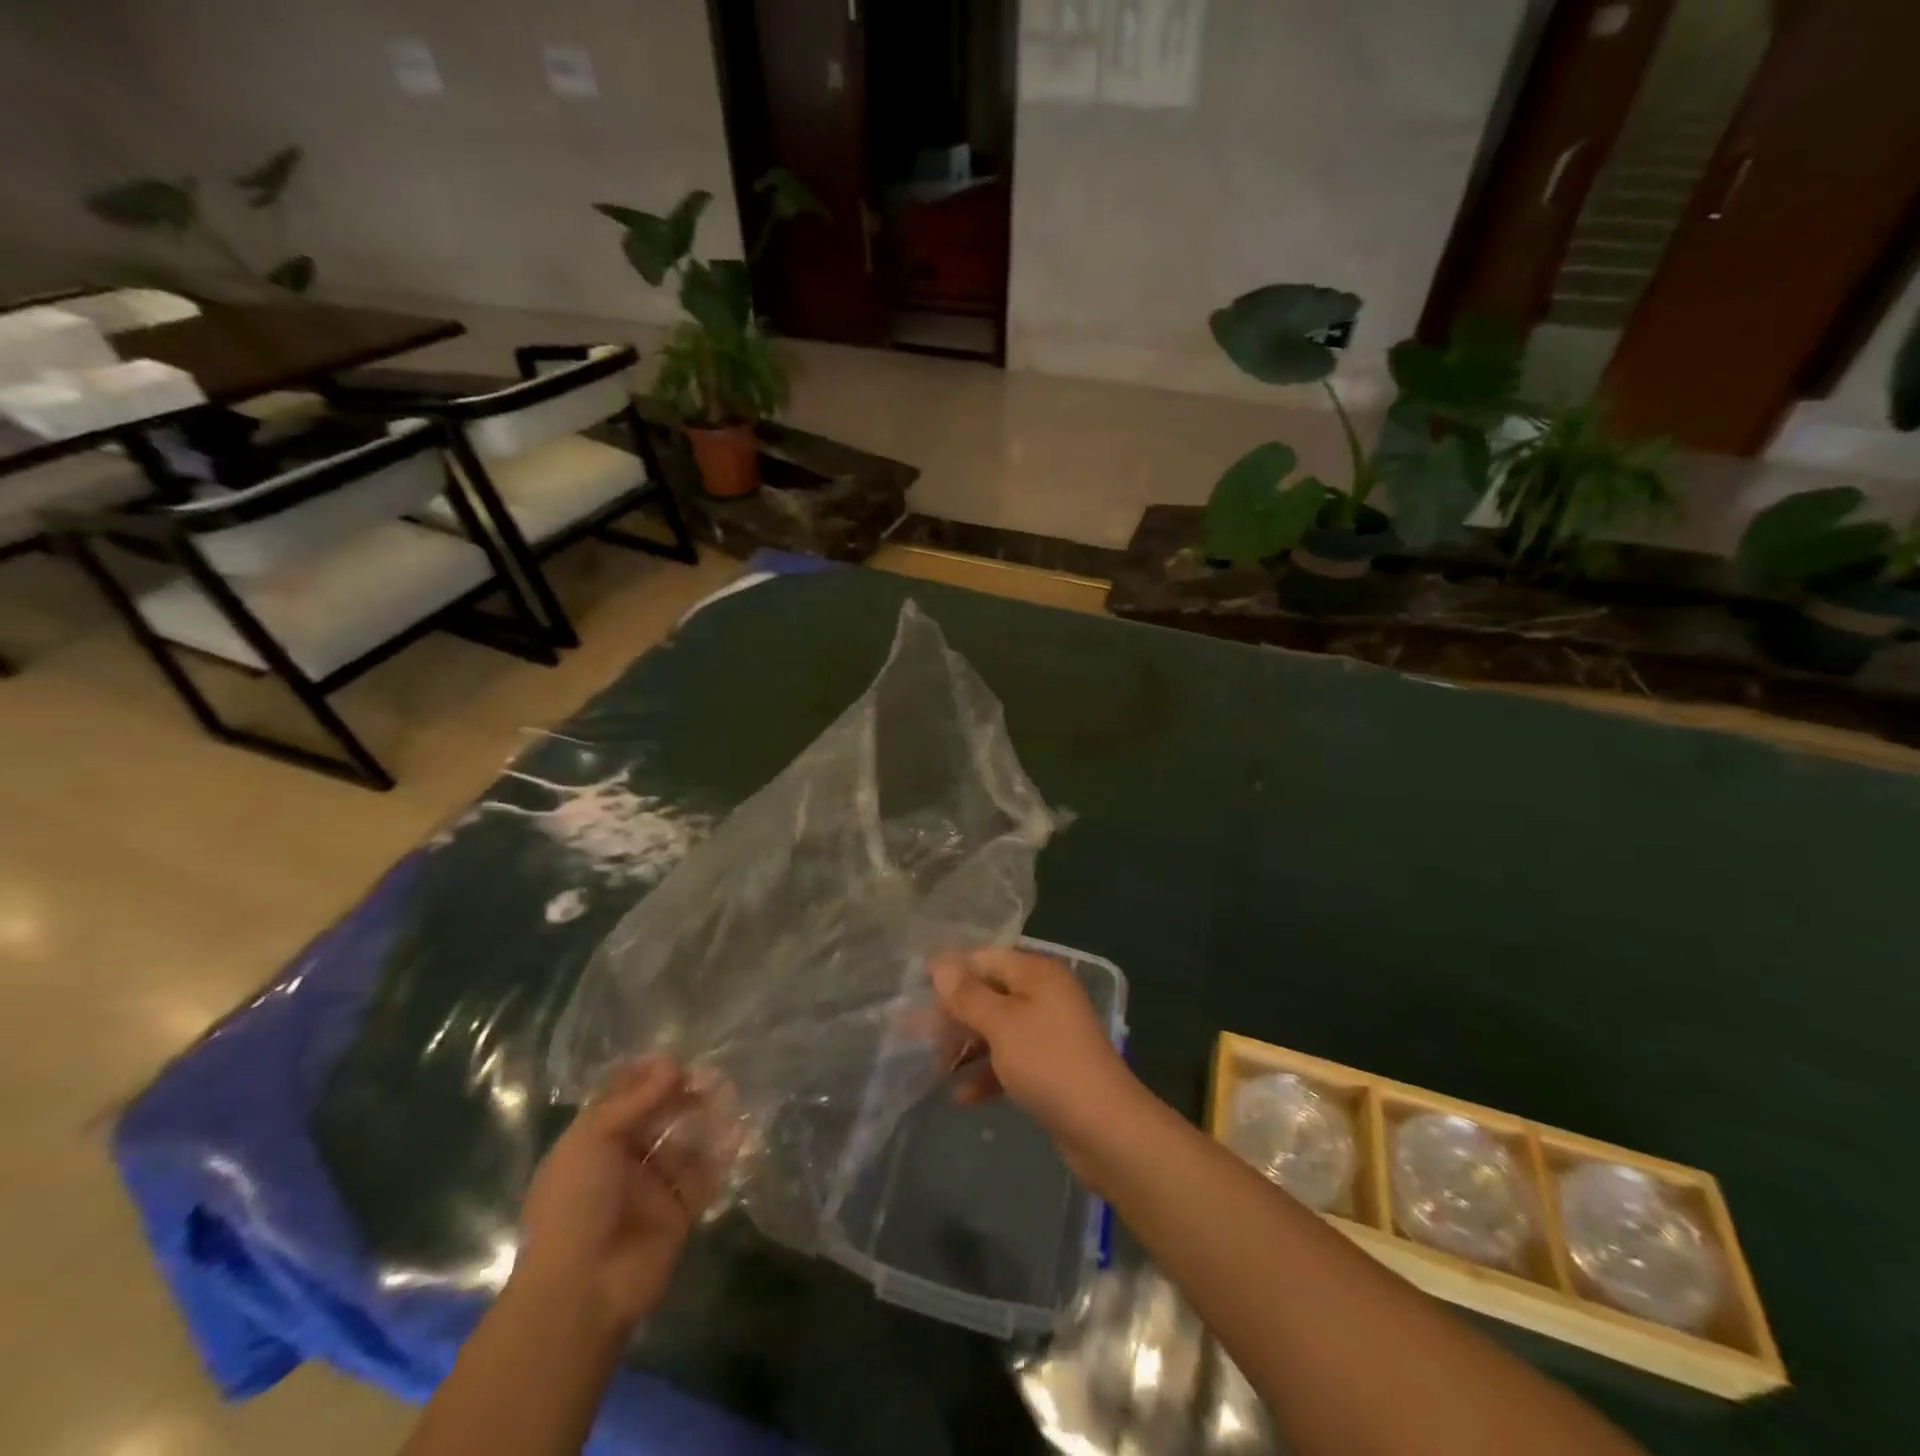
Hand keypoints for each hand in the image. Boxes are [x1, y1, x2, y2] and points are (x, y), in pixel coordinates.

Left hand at [511, 1057, 723, 1336]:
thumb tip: (673, 1063)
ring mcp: (653, 1187)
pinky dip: (724, 1152)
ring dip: (707, 1116)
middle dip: (683, 1093)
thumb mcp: (592, 1140)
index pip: (622, 1098)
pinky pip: (706, 1174)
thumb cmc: (575, 1205)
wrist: (583, 1290)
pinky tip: (740, 1131)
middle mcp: (623, 1161)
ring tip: (728, 1095)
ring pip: (686, 1140)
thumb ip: (635, 1099)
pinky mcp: (680, 1211)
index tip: (675, 1060)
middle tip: (709, 1076)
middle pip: (659, 1116)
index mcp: (592, 1143)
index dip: (647, 1076)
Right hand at [930, 947, 1143, 1176]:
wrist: (1105, 1128)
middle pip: (989, 994)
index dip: (952, 971)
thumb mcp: (1002, 1024)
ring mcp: (1049, 1033)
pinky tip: (960, 1096)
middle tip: (914, 1032)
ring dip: (965, 1045)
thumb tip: (941, 964)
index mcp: (1037, 974)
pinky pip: (1009, 1060)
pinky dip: (986, 1073)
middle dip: (953, 1013)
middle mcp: (1044, 996)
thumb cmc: (1049, 1063)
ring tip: (931, 1065)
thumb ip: (969, 995)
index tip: (916, 987)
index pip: (986, 958)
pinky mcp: (1049, 1068)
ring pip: (996, 1029)